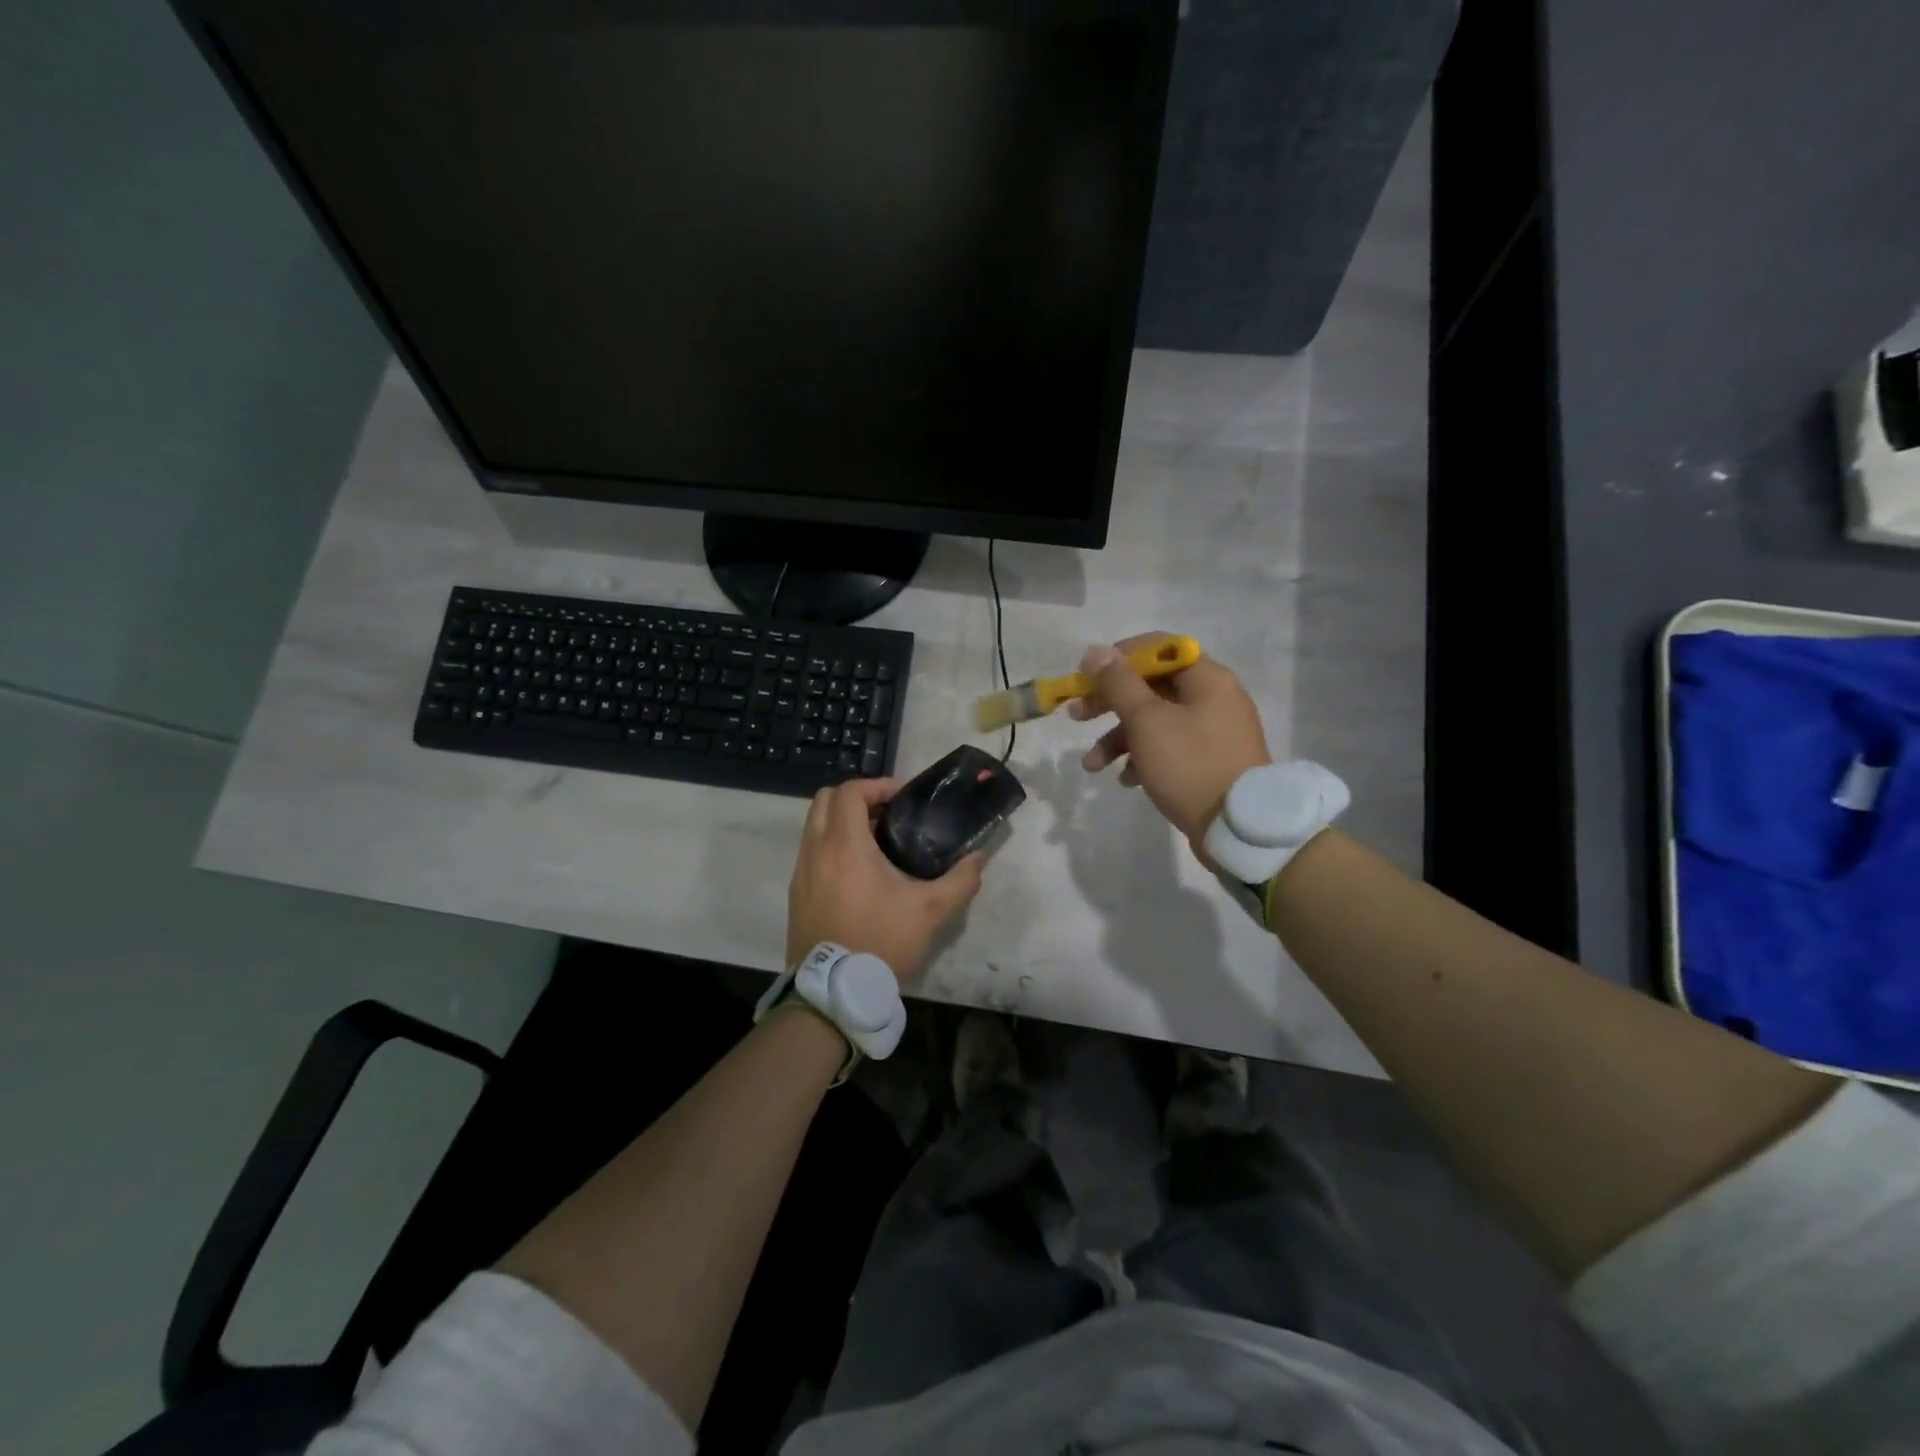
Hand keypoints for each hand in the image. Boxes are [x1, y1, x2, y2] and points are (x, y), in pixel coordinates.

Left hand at [786, 779, 984, 980]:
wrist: (834, 993)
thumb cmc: (882, 942)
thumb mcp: (931, 911)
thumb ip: (960, 880)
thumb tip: (978, 858)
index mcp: (845, 845)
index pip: (850, 791)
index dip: (877, 785)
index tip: (902, 797)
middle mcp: (815, 850)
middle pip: (825, 799)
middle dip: (856, 797)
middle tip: (887, 813)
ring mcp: (800, 872)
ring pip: (814, 825)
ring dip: (841, 821)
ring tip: (876, 841)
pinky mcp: (795, 893)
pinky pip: (810, 851)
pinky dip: (830, 845)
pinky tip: (857, 872)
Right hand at [1073, 636, 1271, 849]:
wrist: (1239, 827)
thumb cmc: (1190, 765)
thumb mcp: (1147, 721)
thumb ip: (1118, 683)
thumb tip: (1096, 651)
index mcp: (1207, 678)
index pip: (1159, 649)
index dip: (1119, 658)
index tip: (1088, 677)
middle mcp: (1214, 698)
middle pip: (1152, 686)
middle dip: (1110, 703)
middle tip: (1076, 716)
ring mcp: (1214, 732)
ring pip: (1156, 721)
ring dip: (1119, 738)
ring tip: (1092, 765)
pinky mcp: (1210, 762)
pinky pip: (1170, 748)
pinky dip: (1143, 758)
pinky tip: (1126, 780)